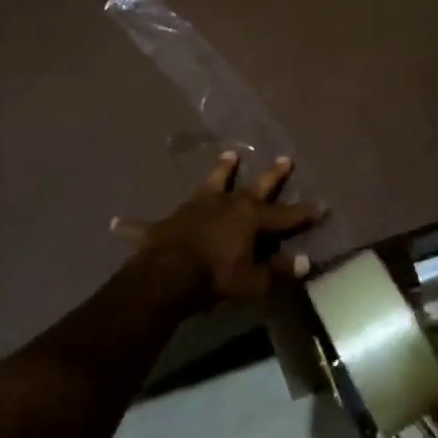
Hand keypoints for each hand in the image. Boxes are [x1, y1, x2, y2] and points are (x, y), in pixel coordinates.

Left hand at [111, 151, 323, 307]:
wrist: (168, 276)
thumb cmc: (217, 280)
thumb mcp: (254, 283)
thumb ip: (278, 272)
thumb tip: (305, 262)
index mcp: (250, 219)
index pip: (285, 215)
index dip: (304, 213)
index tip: (322, 205)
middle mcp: (225, 204)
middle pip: (253, 186)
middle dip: (272, 175)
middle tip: (284, 159)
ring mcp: (193, 208)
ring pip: (210, 183)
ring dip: (220, 170)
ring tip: (228, 154)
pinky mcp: (164, 223)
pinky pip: (145, 224)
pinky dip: (132, 225)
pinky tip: (115, 223)